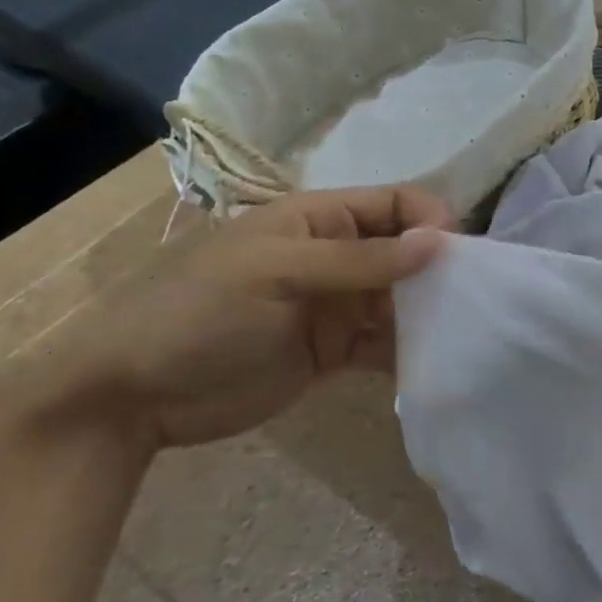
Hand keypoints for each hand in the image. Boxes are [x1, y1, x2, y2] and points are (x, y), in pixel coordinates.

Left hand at [11, 187, 448, 451]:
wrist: (130, 396)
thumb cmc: (197, 314)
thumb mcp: (277, 274)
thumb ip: (359, 260)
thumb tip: (438, 243)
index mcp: (318, 220)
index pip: (393, 204)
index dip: (430, 221)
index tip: (459, 256)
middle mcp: (335, 257)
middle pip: (404, 254)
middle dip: (438, 273)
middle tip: (471, 303)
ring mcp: (335, 307)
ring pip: (400, 301)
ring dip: (428, 314)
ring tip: (461, 337)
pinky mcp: (333, 352)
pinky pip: (384, 345)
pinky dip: (408, 352)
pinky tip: (433, 366)